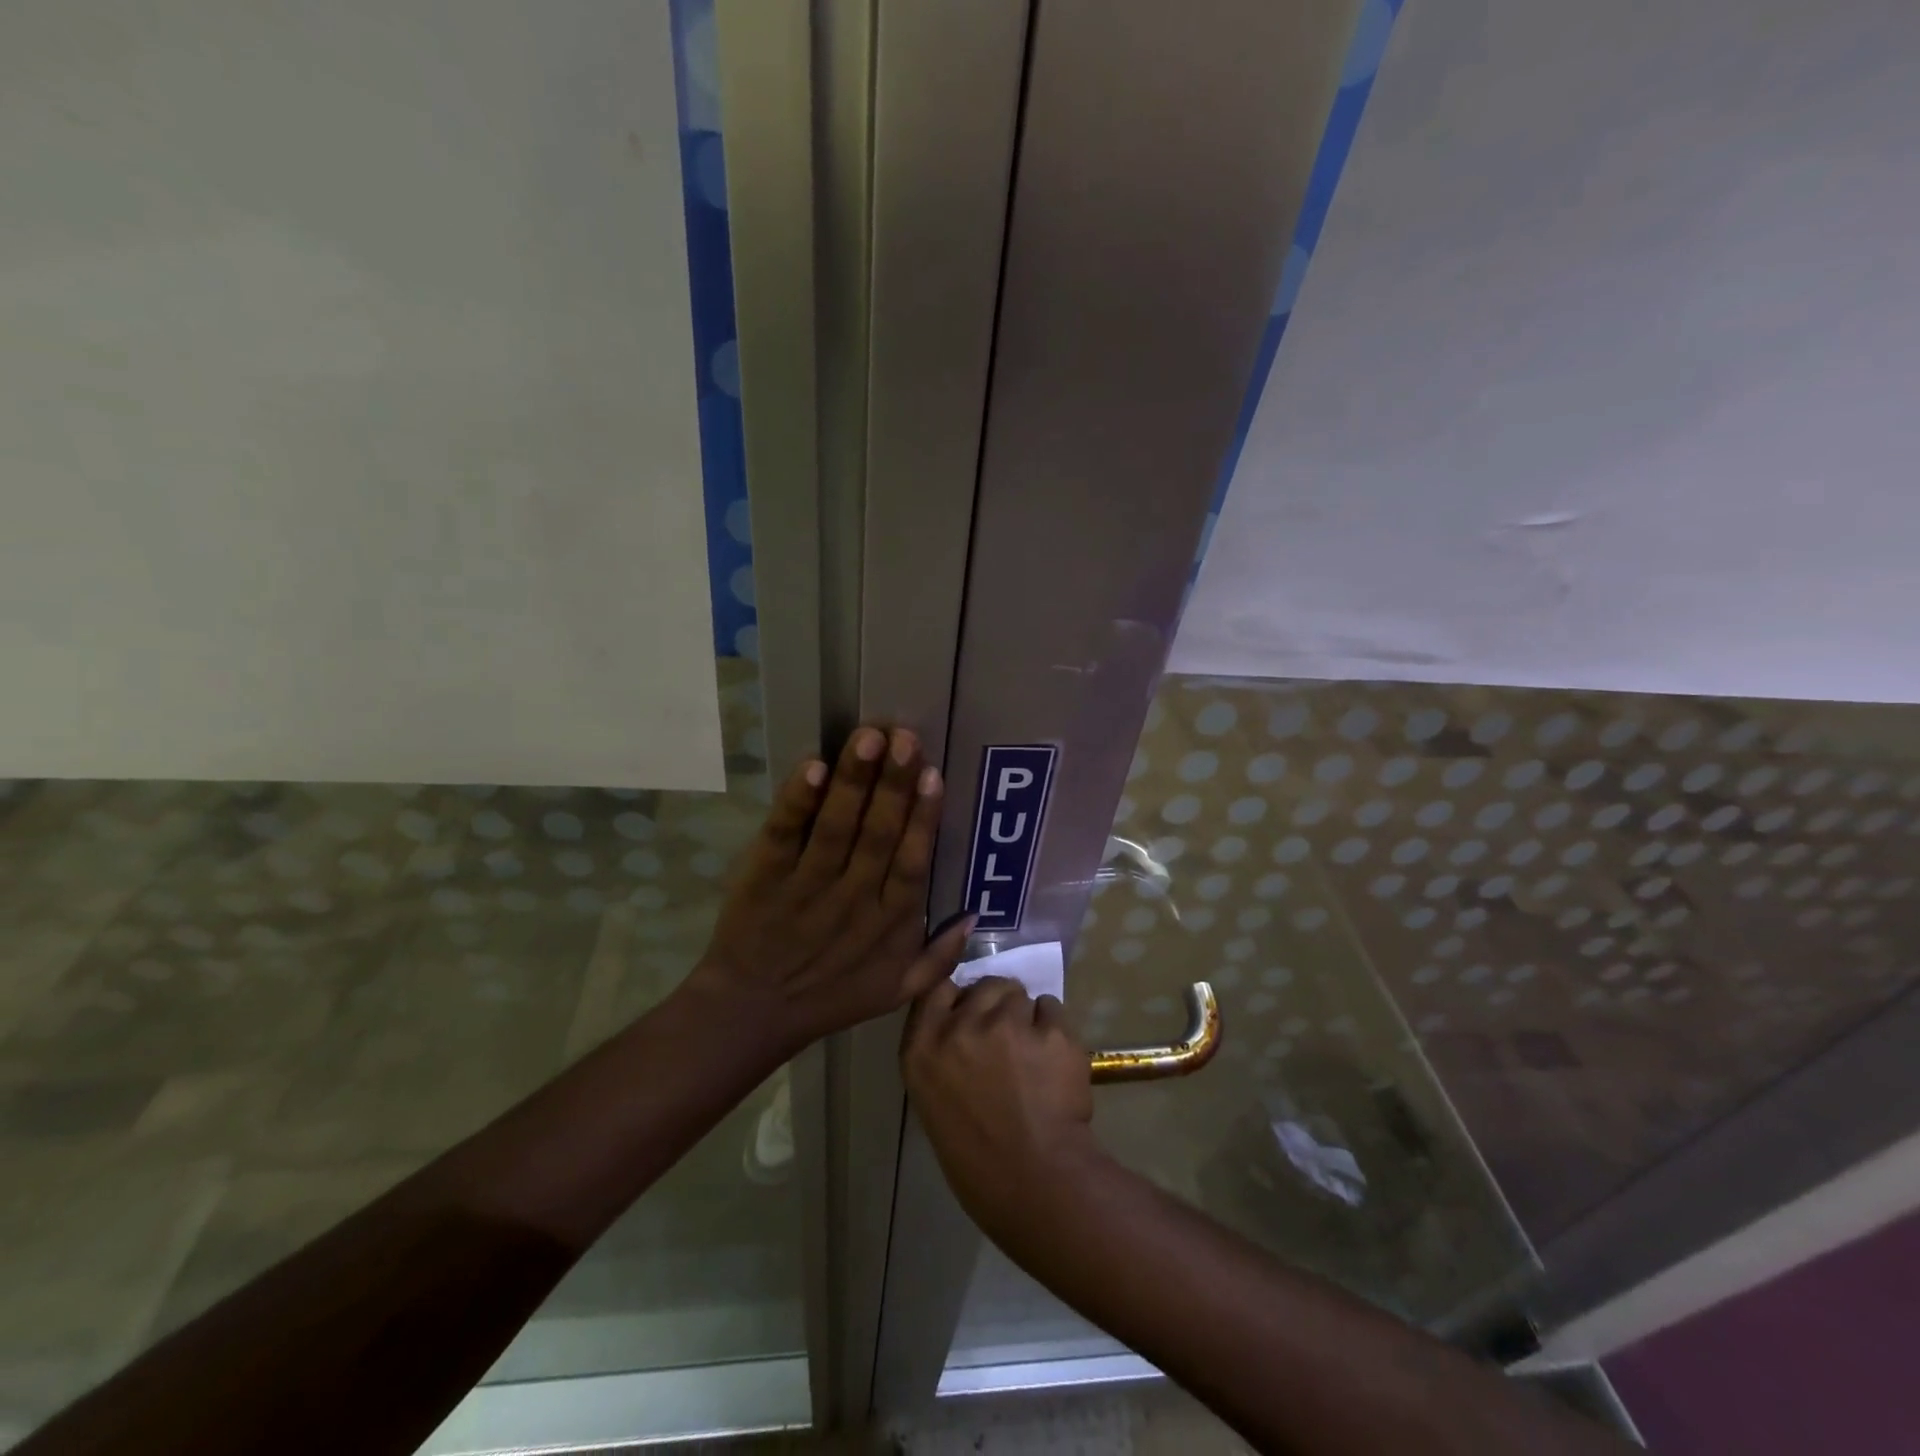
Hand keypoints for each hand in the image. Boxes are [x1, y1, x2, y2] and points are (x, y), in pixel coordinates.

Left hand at [687, 725, 973, 1053]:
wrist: (752, 1013)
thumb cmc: (830, 996)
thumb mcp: (896, 991)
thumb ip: (940, 957)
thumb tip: (974, 913)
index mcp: (888, 922)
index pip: (911, 862)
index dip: (923, 818)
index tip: (933, 774)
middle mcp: (852, 898)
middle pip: (877, 834)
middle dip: (893, 783)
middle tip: (905, 737)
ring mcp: (806, 885)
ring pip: (836, 827)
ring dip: (853, 781)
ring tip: (868, 737)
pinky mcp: (765, 876)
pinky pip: (784, 834)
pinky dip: (798, 801)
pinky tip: (813, 767)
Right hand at [901, 976, 1101, 1232]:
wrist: (1034, 1183)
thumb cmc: (977, 1158)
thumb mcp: (934, 1099)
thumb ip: (942, 1050)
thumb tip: (964, 1020)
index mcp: (922, 1047)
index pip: (938, 989)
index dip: (959, 997)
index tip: (971, 1013)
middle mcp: (960, 1026)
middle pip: (984, 986)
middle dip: (997, 1005)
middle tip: (1008, 1041)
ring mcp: (1007, 1024)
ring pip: (1021, 995)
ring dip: (1027, 1016)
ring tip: (1033, 1055)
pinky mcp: (1050, 1030)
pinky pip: (1053, 1008)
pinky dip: (1055, 1029)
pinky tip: (1055, 1062)